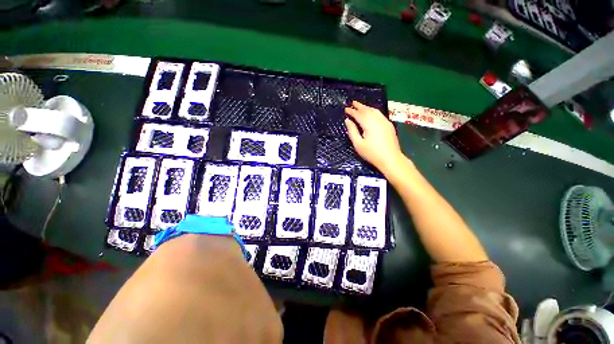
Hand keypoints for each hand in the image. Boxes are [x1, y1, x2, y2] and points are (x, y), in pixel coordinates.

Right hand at [345, 101, 403, 172]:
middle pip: (367, 110)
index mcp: (369, 124)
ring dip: (367, 107)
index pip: (359, 114)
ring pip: (375, 111)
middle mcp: (378, 120)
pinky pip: (379, 114)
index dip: (352, 111)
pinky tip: (371, 112)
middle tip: (352, 102)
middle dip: (359, 106)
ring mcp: (385, 122)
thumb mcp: (358, 144)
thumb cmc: (372, 153)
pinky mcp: (389, 125)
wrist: (390, 159)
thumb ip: (352, 131)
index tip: (346, 109)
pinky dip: (373, 111)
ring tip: (360, 106)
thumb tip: (347, 120)